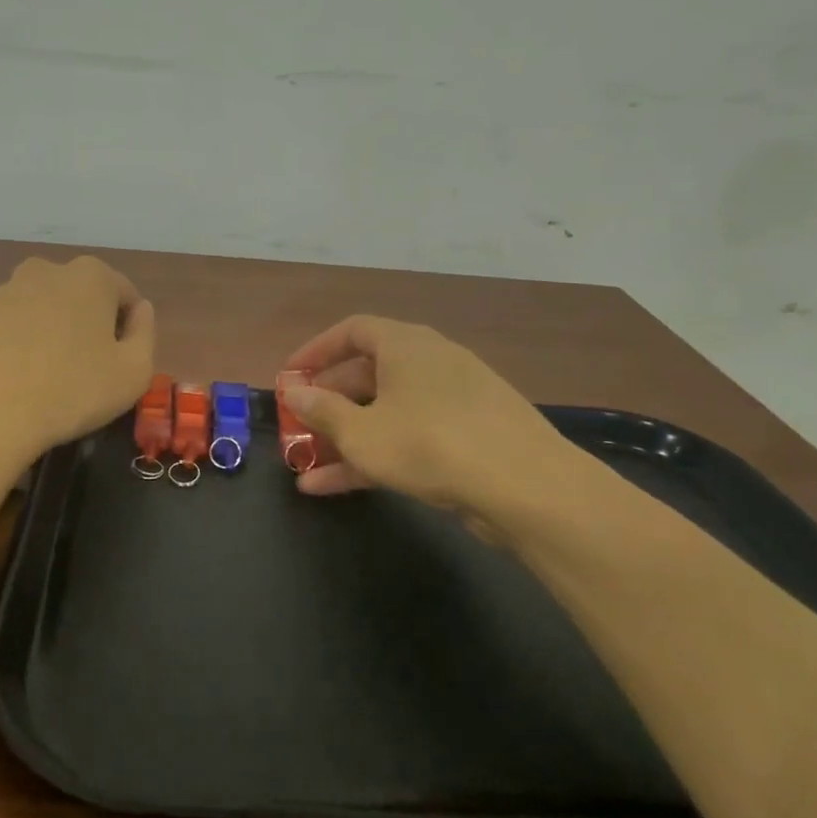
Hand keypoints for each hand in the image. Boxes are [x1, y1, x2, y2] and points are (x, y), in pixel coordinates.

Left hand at [0, 255, 155, 469]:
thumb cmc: (72, 392)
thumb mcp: (134, 372)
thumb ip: (146, 333)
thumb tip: (140, 310)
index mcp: (89, 277)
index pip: (123, 294)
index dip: (128, 327)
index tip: (120, 361)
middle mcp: (42, 272)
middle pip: (76, 295)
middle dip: (84, 323)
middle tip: (84, 368)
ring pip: (35, 309)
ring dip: (45, 333)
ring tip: (44, 379)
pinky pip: (1, 330)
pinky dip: (10, 347)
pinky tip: (10, 382)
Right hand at [281, 315, 590, 544]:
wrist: (526, 487)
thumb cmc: (429, 445)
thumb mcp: (362, 432)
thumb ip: (323, 411)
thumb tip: (296, 392)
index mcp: (406, 345)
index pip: (352, 330)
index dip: (316, 351)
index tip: (290, 376)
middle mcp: (432, 362)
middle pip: (368, 373)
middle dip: (329, 401)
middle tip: (300, 423)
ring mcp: (454, 400)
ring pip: (387, 411)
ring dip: (347, 435)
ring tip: (307, 465)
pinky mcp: (469, 436)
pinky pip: (409, 435)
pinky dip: (376, 453)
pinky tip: (337, 487)